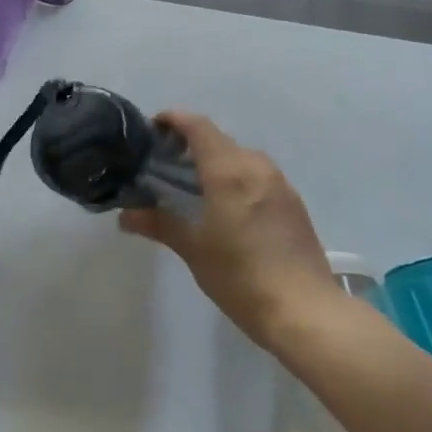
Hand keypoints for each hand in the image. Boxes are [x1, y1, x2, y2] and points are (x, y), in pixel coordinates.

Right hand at [119, 112, 339, 346]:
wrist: (305, 311)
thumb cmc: (241, 276)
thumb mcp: (193, 249)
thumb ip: (159, 224)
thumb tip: (126, 216)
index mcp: (229, 171)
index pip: (199, 127)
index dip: (174, 120)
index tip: (152, 129)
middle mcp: (257, 168)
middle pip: (219, 140)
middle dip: (190, 144)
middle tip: (163, 165)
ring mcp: (280, 184)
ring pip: (241, 158)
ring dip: (215, 162)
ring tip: (192, 186)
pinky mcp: (293, 203)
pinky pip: (257, 176)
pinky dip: (235, 178)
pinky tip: (225, 207)